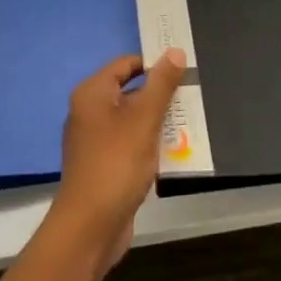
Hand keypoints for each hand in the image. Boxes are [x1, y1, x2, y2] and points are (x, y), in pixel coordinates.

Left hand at [45, 49, 185, 272]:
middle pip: (130, 91)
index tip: (183, 70)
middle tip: (191, 95)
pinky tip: (173, 150)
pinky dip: (149, 144)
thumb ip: (162, 83)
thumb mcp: (145, 118)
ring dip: (158, 121)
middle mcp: (89, 112)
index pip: (126, 64)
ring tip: (188, 121)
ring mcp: (95, 141)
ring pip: (133, 120)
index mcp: (93, 94)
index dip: (154, 64)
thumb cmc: (116, 164)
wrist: (89, 229)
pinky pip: (130, 144)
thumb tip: (175, 51)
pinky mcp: (103, 166)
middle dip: (160, 94)